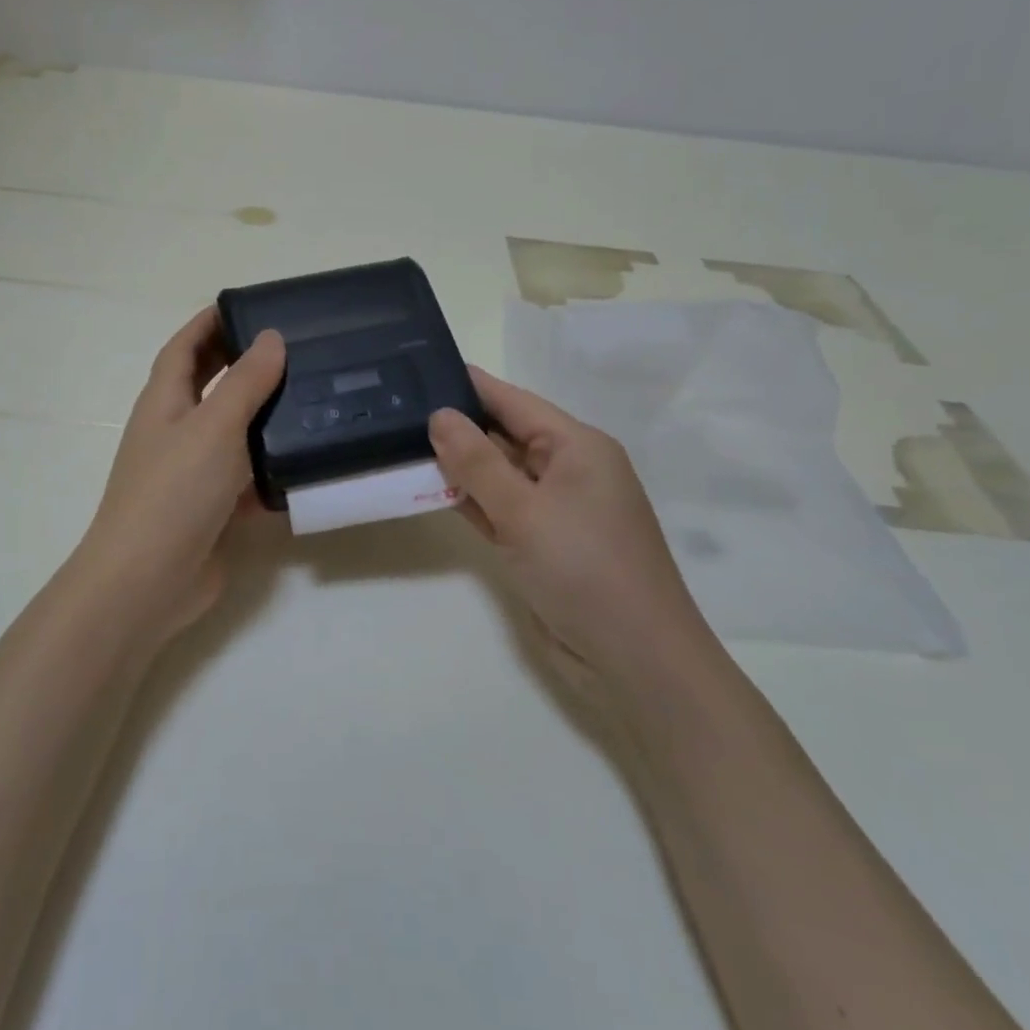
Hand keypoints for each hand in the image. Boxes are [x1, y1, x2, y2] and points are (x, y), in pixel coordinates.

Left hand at [73, 309, 284, 641]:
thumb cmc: (174, 491)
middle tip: (292, 347)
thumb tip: (270, 337)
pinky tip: (306, 462)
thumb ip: (246, 382)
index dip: (209, 322)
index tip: (248, 305)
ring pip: (232, 432)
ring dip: (263, 415)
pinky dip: (270, 468)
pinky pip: (246, 478)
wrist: (148, 580)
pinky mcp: (213, 509)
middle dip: (241, 363)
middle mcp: (175, 431)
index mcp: (164, 402)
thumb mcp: (214, 426)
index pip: (184, 347)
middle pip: (209, 385)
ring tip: (312, 397)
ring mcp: (193, 473)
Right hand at [429, 367, 710, 691]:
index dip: (469, 386)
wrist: (633, 660)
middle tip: (396, 411)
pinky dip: (470, 501)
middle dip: (456, 427)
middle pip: (504, 436)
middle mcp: (568, 470)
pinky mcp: (542, 543)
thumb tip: (439, 415)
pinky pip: (500, 509)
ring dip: (458, 467)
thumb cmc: (584, 570)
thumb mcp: (524, 511)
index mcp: (578, 447)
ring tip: (400, 444)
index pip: (514, 402)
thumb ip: (477, 463)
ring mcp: (555, 509)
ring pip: (498, 475)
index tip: (420, 369)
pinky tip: (429, 489)